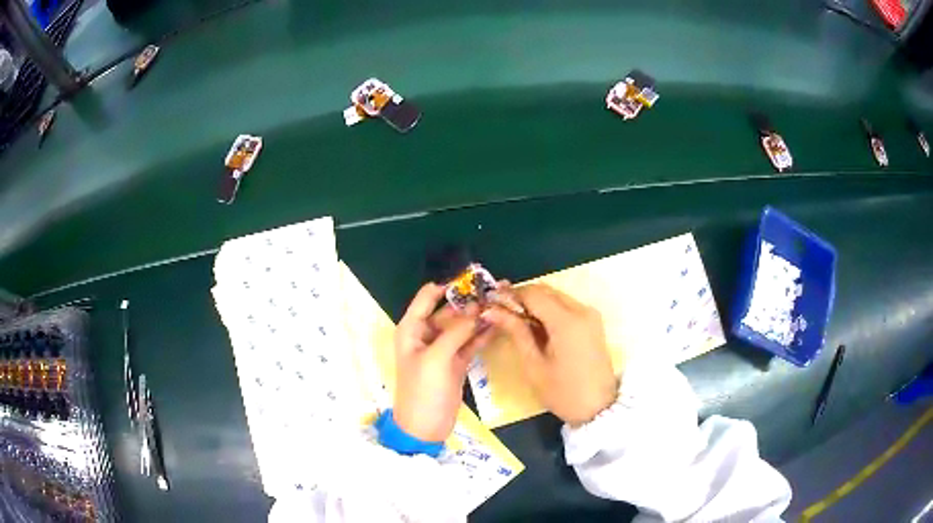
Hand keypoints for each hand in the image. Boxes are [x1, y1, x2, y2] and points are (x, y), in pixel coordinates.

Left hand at [393, 283, 491, 441]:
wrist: (425, 427)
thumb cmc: (423, 391)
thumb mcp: (436, 358)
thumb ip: (456, 331)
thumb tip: (477, 308)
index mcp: (412, 329)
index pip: (427, 297)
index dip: (448, 286)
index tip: (473, 278)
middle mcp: (426, 335)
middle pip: (450, 311)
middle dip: (471, 301)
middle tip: (497, 290)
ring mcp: (443, 349)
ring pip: (463, 326)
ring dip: (480, 316)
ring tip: (504, 302)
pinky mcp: (456, 362)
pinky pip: (470, 342)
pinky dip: (482, 334)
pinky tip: (500, 324)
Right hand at [483, 284, 617, 426]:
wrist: (599, 409)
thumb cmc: (563, 392)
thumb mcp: (534, 365)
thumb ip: (515, 332)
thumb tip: (492, 310)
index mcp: (566, 321)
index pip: (532, 293)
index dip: (509, 295)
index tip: (491, 304)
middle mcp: (581, 310)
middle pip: (545, 290)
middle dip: (521, 297)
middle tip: (500, 312)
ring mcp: (590, 314)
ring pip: (556, 296)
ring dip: (535, 303)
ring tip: (515, 321)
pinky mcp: (593, 321)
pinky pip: (566, 305)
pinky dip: (549, 310)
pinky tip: (537, 327)